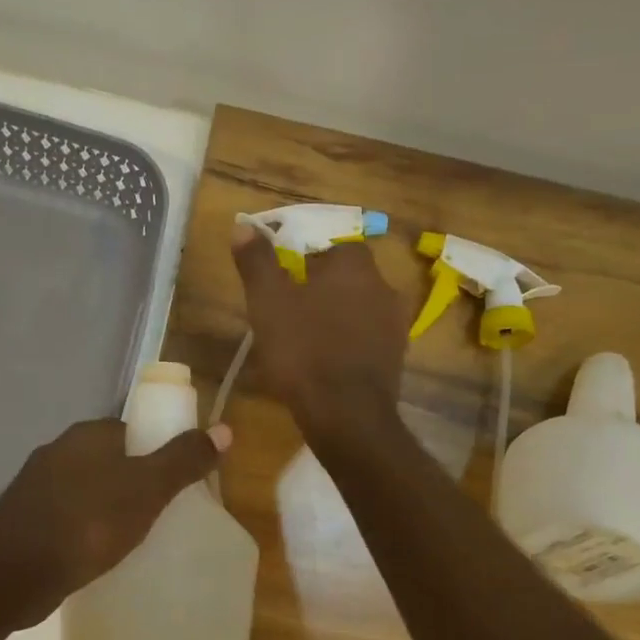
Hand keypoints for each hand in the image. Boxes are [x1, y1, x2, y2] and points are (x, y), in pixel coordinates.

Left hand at [0, 416, 228, 628]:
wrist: (8, 575)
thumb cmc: (85, 525)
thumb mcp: (146, 491)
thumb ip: (183, 461)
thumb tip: (224, 429)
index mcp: (87, 436)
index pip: (133, 431)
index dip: (160, 451)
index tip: (180, 483)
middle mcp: (59, 452)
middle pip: (111, 460)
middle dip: (137, 483)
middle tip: (165, 513)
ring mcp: (37, 488)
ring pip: (89, 490)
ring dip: (111, 508)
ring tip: (138, 537)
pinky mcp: (26, 522)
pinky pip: (70, 517)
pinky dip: (88, 530)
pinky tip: (100, 554)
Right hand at [231, 223, 411, 441]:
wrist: (347, 415)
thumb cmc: (304, 351)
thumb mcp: (268, 303)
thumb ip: (257, 262)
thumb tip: (243, 224)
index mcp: (354, 266)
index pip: (334, 245)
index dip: (308, 258)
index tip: (286, 279)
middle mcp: (383, 287)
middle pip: (349, 277)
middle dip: (323, 288)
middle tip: (291, 310)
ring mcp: (395, 325)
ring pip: (360, 308)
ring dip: (337, 316)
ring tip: (306, 338)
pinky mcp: (396, 358)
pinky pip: (368, 339)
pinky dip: (349, 343)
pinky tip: (327, 362)